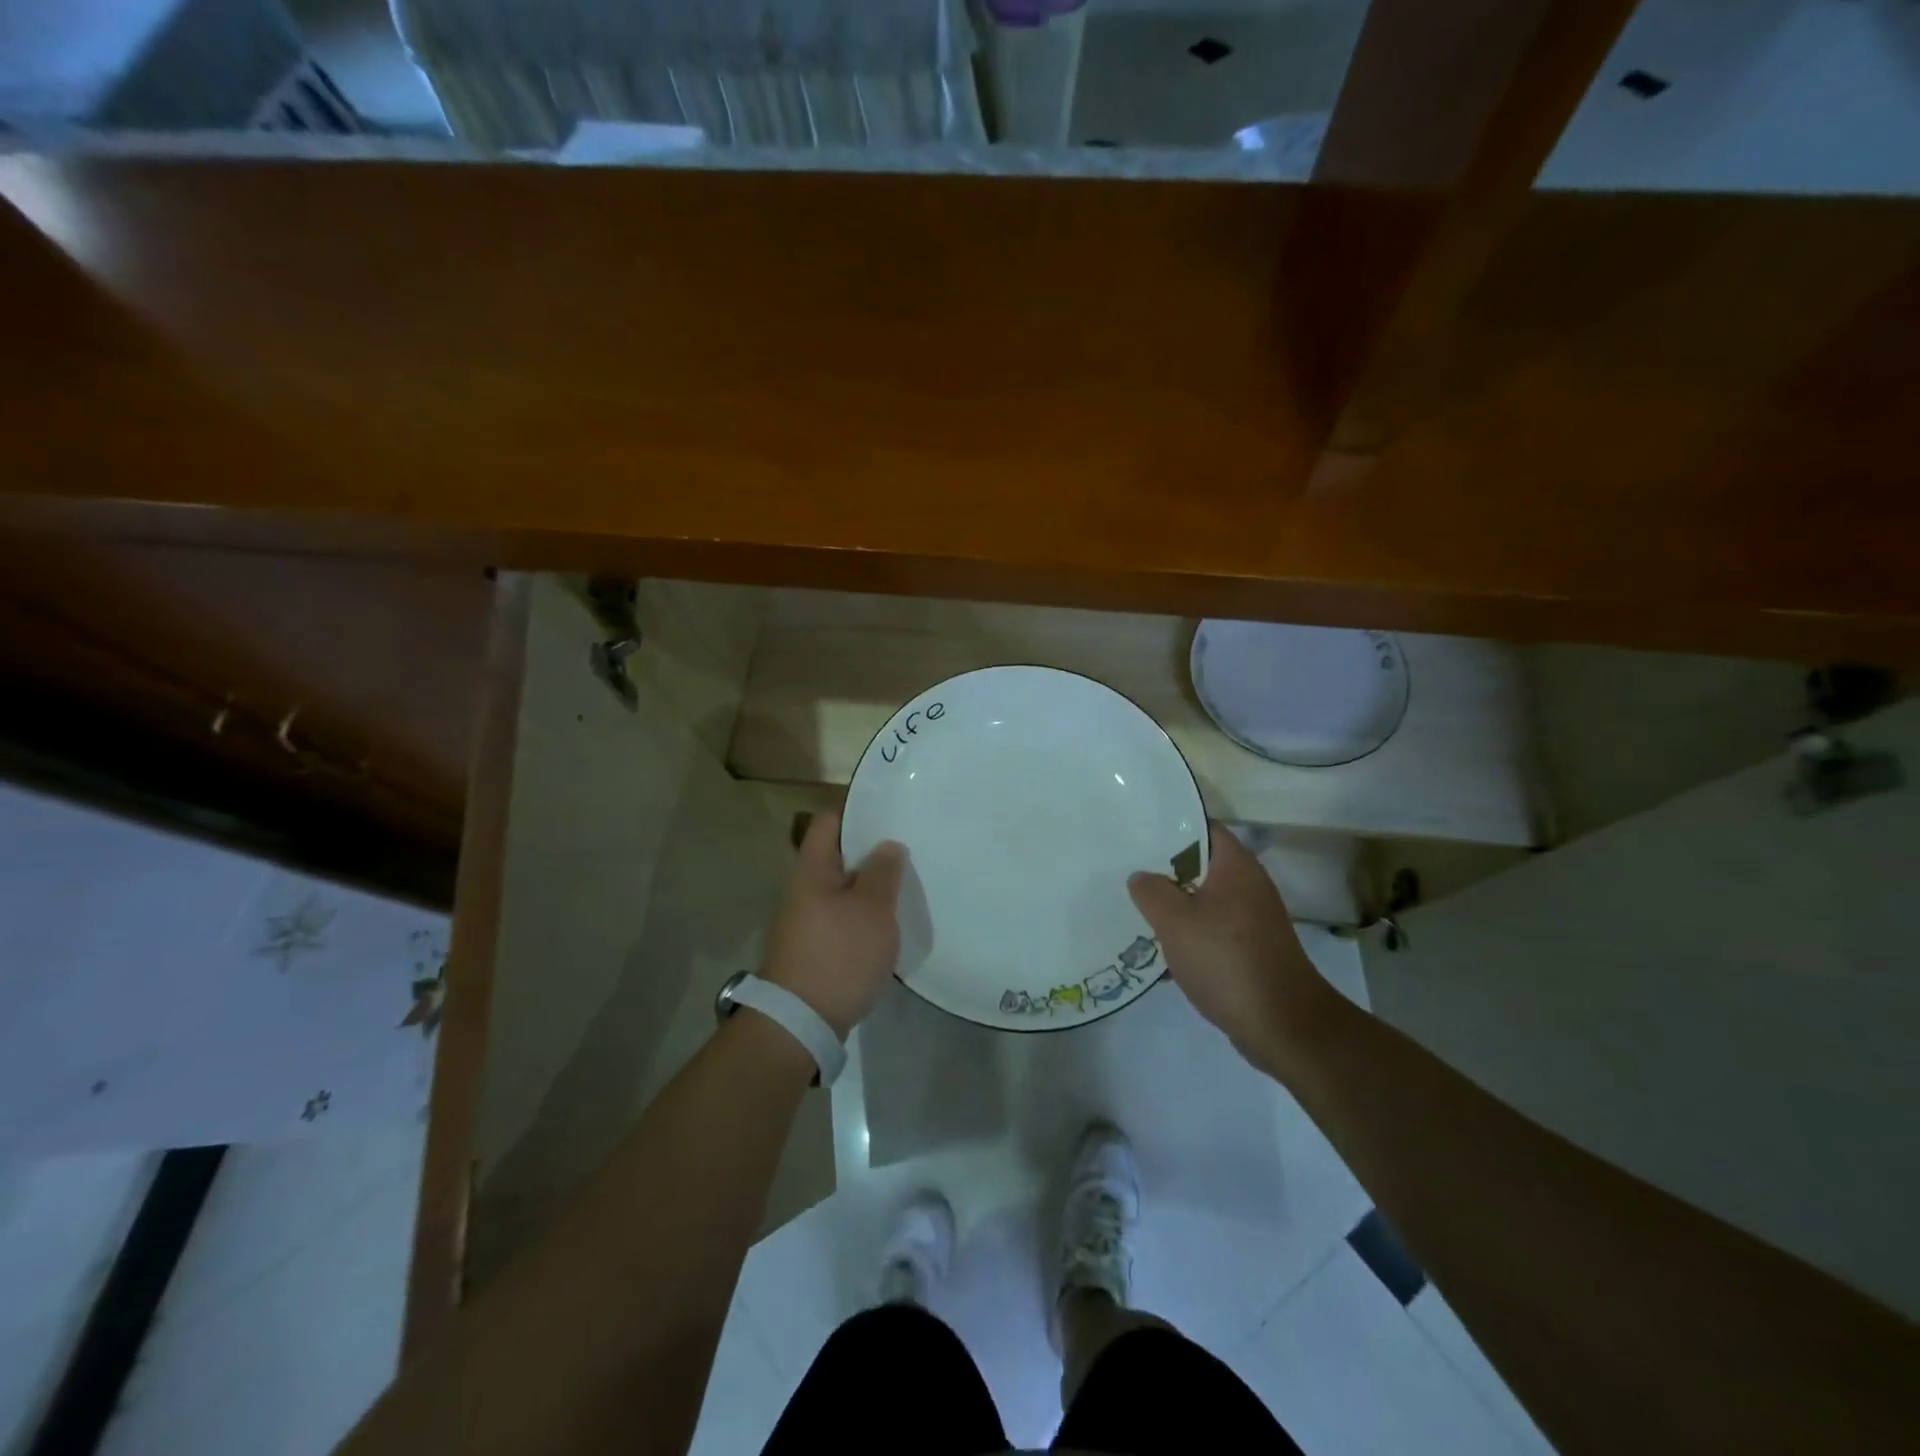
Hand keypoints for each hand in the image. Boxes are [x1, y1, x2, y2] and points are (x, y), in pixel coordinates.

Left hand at [761, 810, 907, 1038]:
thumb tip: (887, 845)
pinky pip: (842, 917)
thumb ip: (883, 872)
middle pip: (837, 856)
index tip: (891, 815)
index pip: (829, 822)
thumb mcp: (872, 908)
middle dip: (871, 852)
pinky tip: (888, 923)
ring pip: (842, 889)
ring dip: (870, 886)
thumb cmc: (839, 954)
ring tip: (905, 884)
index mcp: (812, 869)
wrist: (801, 1022)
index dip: (857, 813)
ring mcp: (806, 920)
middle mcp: (803, 889)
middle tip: (908, 850)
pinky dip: (863, 915)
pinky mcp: (814, 947)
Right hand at [1128, 822, 1342, 1077]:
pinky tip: (1158, 950)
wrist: (1283, 1025)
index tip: (1137, 833)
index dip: (1170, 826)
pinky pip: (1210, 930)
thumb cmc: (1226, 960)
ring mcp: (1252, 919)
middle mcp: (1248, 885)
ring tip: (1134, 908)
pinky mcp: (1249, 949)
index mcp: (1235, 866)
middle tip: (1125, 870)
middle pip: (1199, 865)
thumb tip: (1141, 876)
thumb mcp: (1175, 921)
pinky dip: (1187, 935)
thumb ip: (1151, 892)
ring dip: (1172, 905)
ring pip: (1202, 900)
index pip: (1202, 828)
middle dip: (1163, 869)